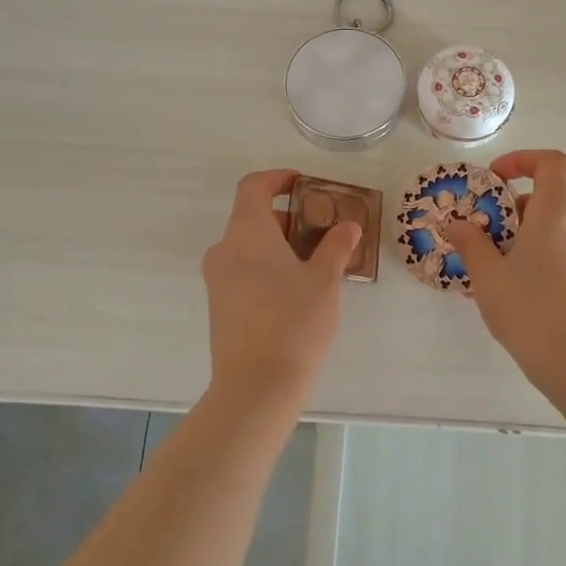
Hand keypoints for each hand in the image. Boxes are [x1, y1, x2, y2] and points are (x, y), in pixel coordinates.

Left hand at [201, 169, 360, 404]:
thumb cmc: (294, 323)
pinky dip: (267, 266)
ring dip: (279, 244)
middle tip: (323, 230)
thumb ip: (336, 246)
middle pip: (252, 217)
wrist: (256, 387)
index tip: (304, 183)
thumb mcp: (325, 280)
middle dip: (288, 217)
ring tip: (316, 263)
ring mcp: (217, 279)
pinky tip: (296, 290)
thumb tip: (348, 225)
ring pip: (248, 246)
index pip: (253, 186)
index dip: (278, 178)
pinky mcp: (219, 305)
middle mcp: (225, 249)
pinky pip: (243, 270)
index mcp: (247, 233)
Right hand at [445, 150, 565, 383]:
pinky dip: (532, 259)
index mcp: (555, 215)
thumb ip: (471, 243)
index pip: (552, 163)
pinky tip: (509, 291)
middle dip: (509, 209)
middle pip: (546, 199)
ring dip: (519, 238)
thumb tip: (456, 224)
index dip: (522, 160)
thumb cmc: (531, 309)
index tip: (493, 180)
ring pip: (550, 231)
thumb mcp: (488, 275)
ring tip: (488, 268)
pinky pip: (557, 256)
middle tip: (480, 233)